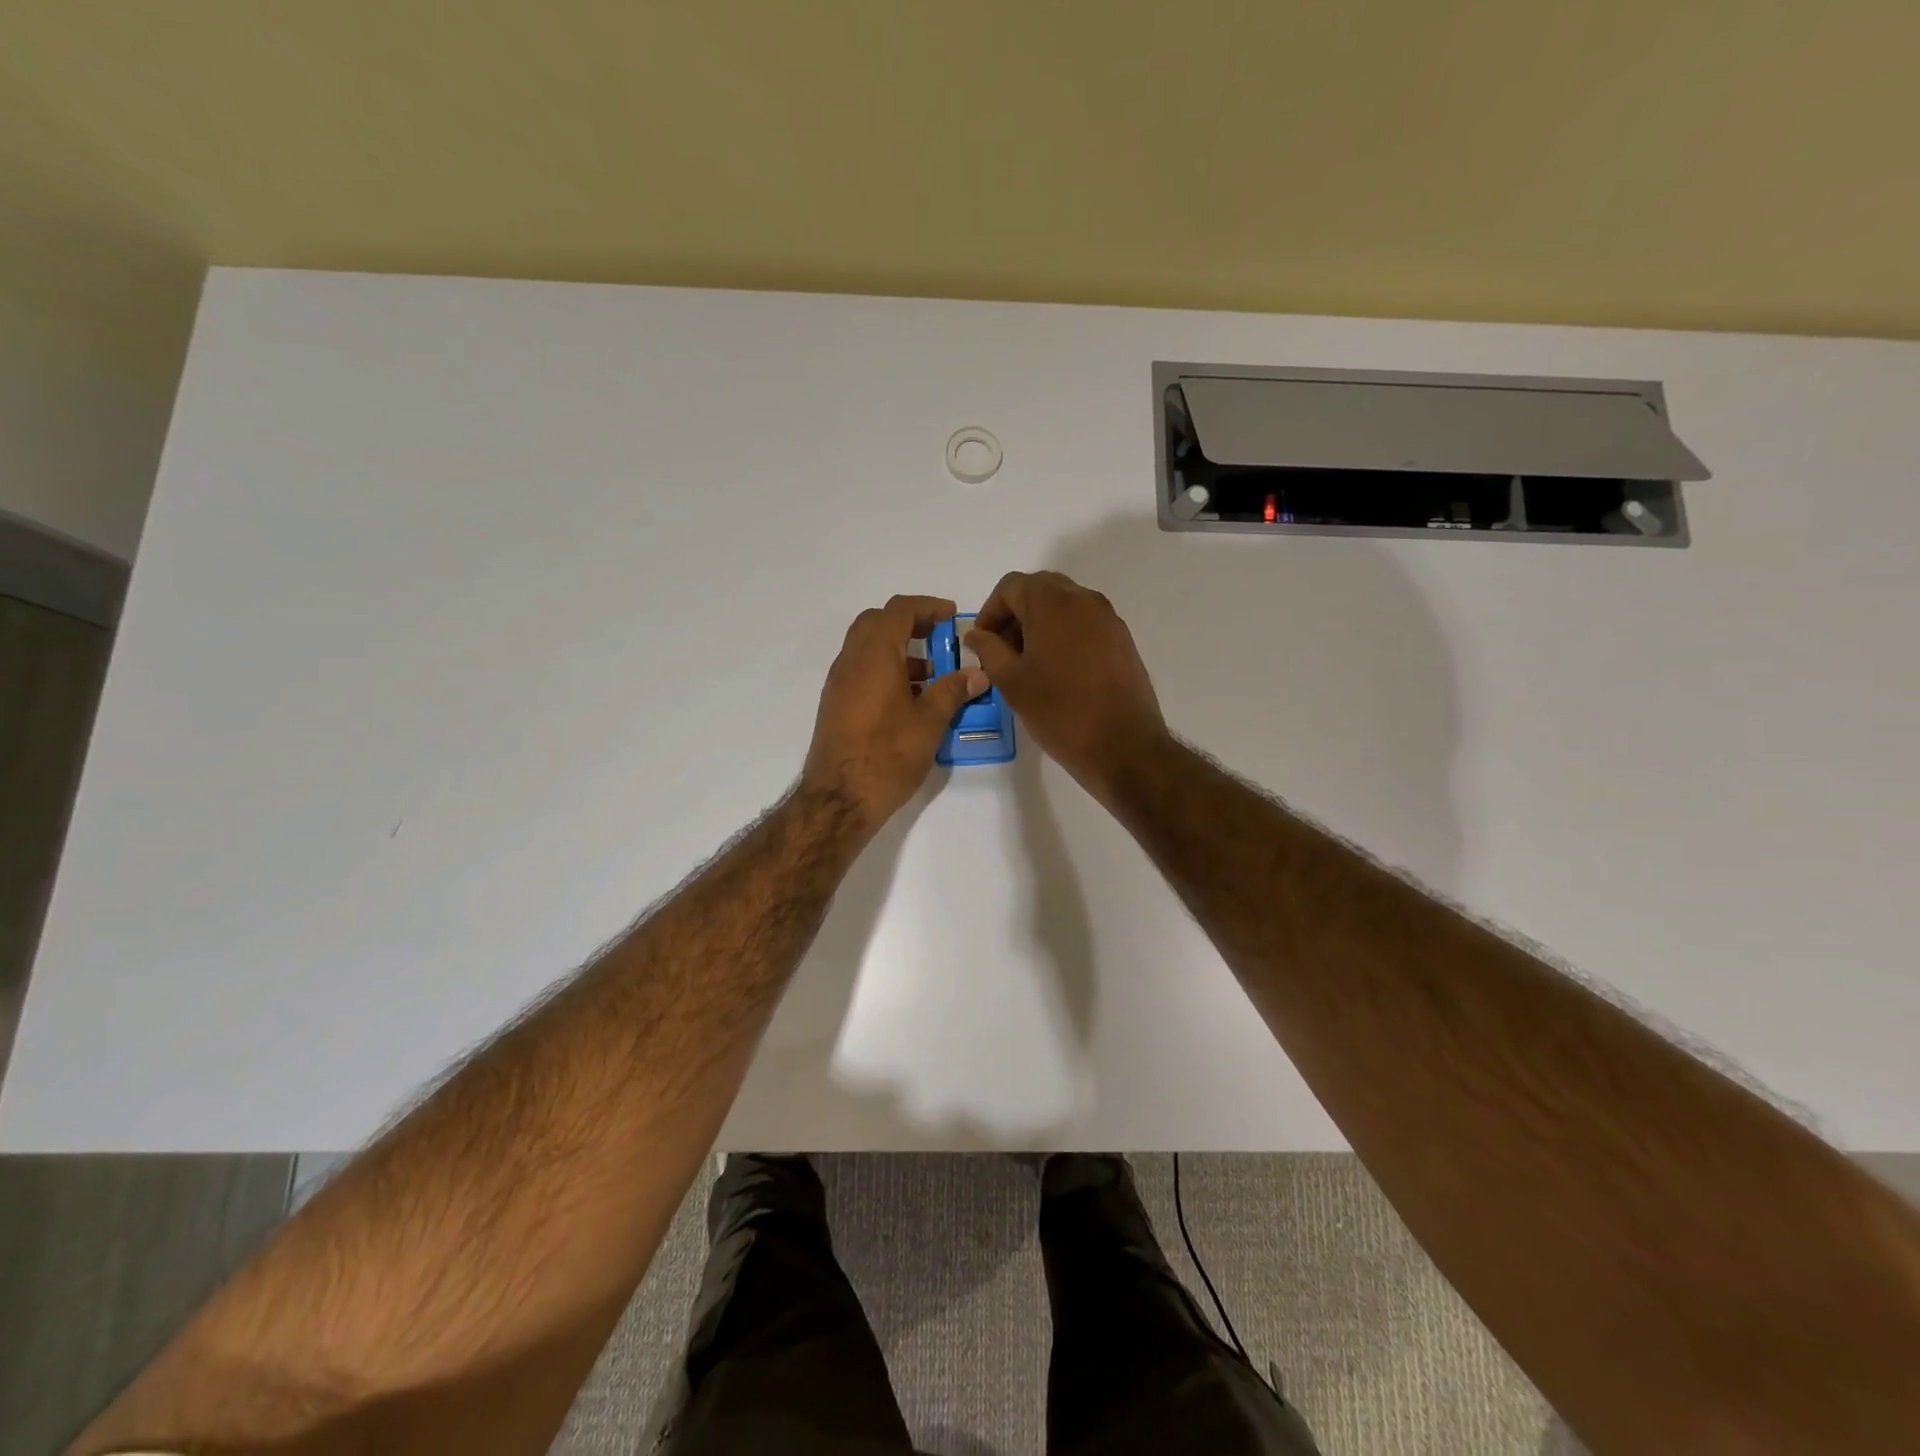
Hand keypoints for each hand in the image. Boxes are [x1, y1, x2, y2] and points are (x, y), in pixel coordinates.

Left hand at [802, 595, 988, 831]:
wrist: (839, 798)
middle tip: (939, 637)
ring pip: (867, 647)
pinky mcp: (835, 704)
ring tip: (930, 674)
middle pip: (878, 622)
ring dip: (898, 649)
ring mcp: (839, 683)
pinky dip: (885, 669)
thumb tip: (977, 674)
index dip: (927, 607)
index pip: (899, 610)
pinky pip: (861, 670)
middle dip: (910, 623)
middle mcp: (851, 660)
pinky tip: (909, 699)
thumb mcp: (928, 723)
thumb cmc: (887, 755)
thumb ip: (952, 691)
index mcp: (874, 655)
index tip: (951, 617)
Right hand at [966, 570, 1166, 799]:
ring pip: (1064, 606)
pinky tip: (1057, 671)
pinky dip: (1064, 635)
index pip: (1011, 586)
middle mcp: (1084, 599)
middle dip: (1016, 614)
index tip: (982, 643)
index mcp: (1053, 603)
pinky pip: (1085, 624)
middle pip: (1040, 590)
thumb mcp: (1011, 681)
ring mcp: (1108, 618)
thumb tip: (976, 634)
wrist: (1122, 745)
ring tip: (1028, 664)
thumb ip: (988, 650)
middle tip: (1002, 651)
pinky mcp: (1122, 640)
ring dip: (1040, 624)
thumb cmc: (1059, 711)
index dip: (990, 611)